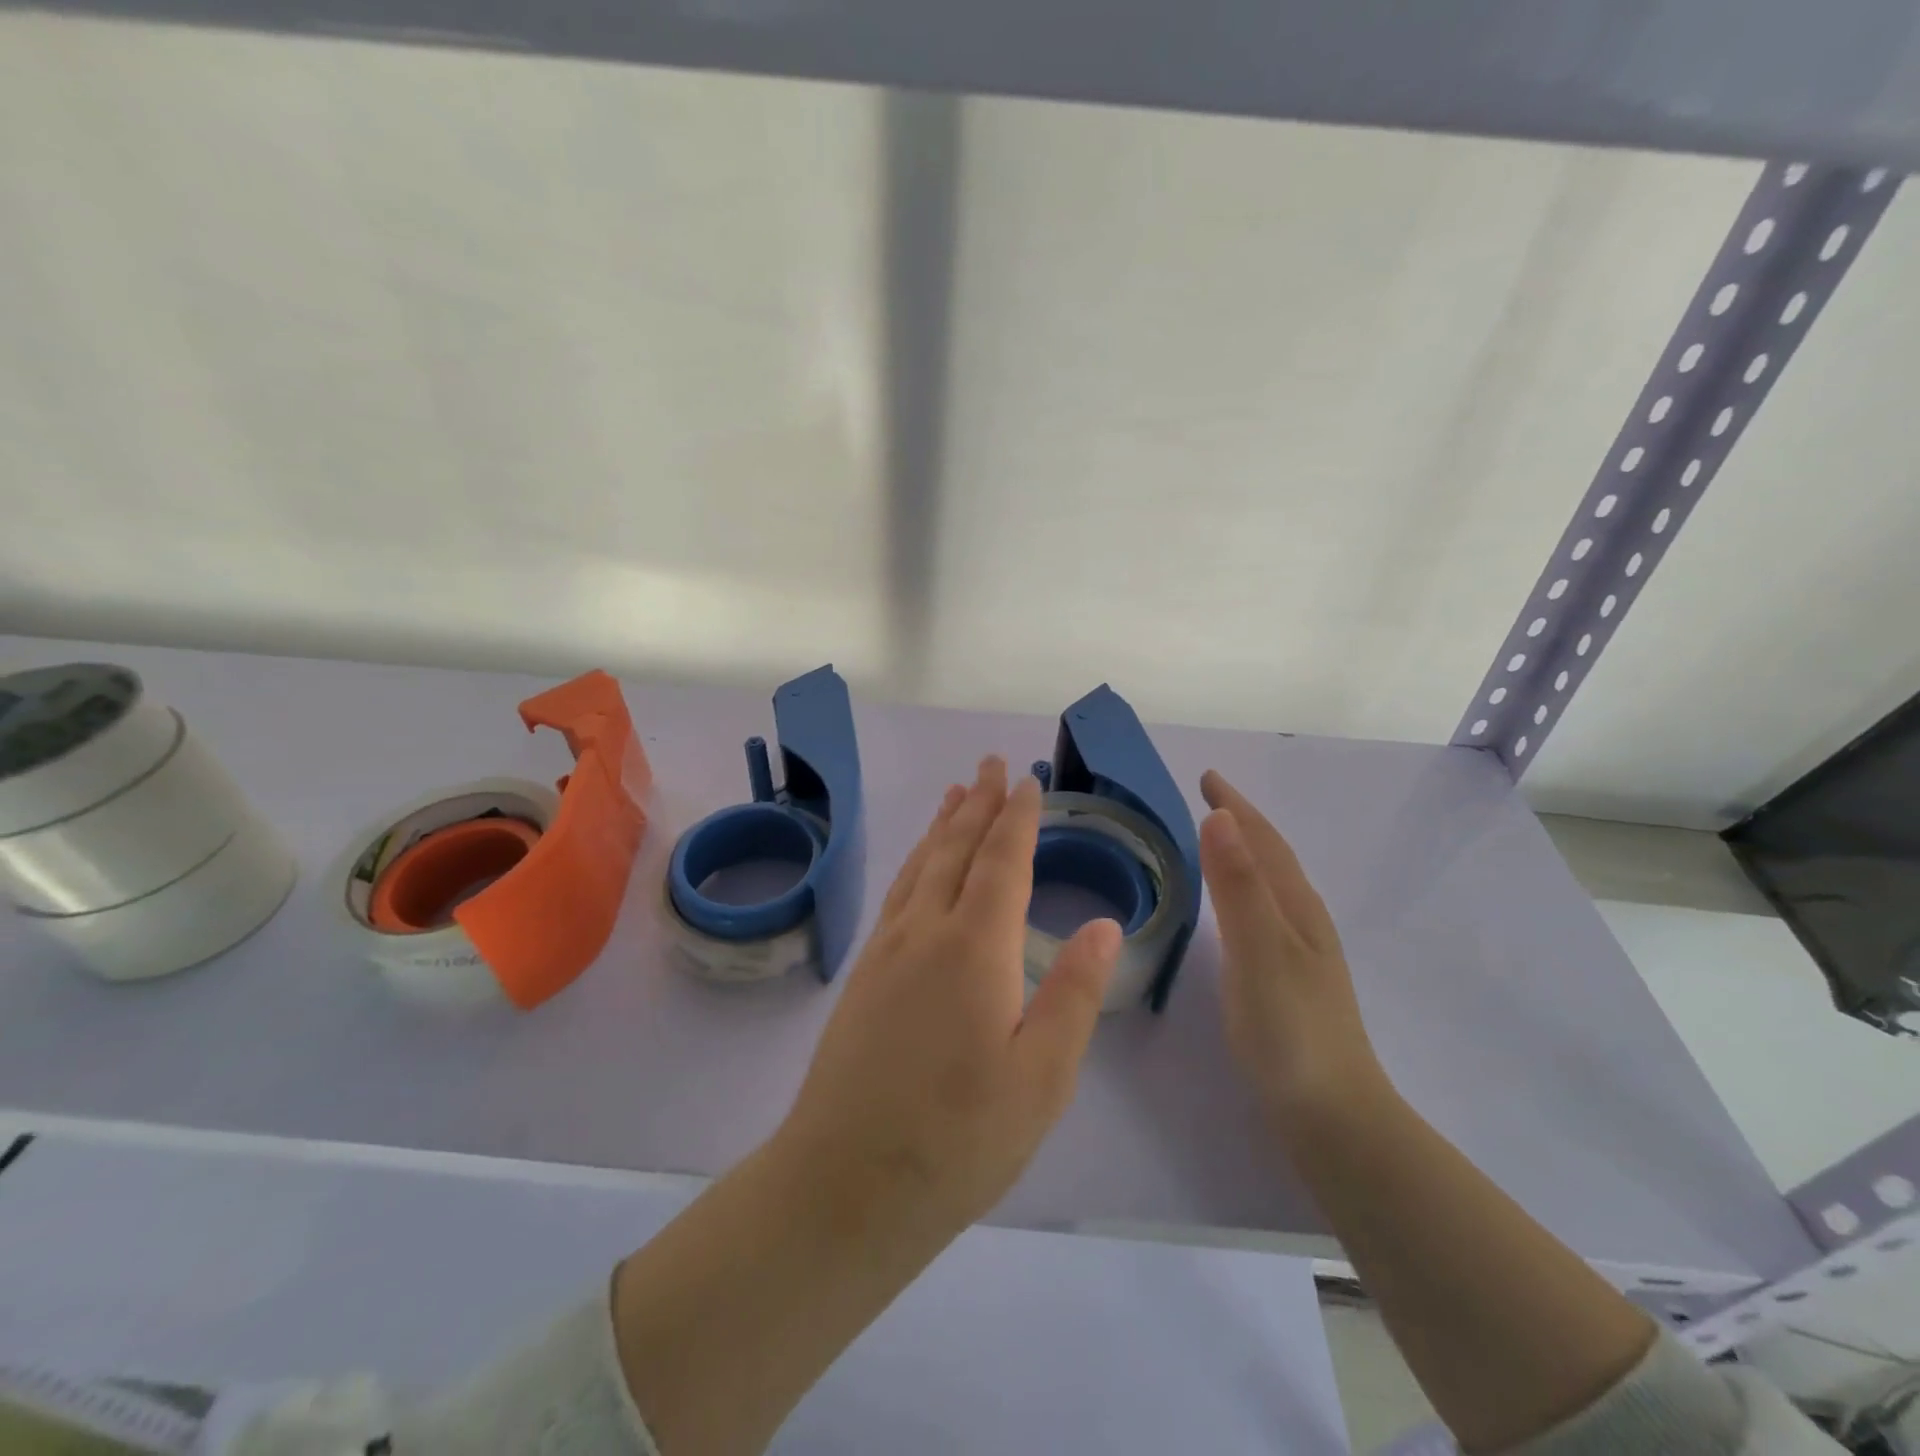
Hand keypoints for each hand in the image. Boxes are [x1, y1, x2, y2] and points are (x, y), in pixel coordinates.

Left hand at [777, 757, 1121, 1228]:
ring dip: (942, 825)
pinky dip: (915, 862)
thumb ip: (1073, 993)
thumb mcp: (1041, 1077)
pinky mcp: (864, 974)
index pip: (1001, 863)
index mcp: (974, 948)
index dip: (1016, 818)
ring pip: (920, 866)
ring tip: (955, 793)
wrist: (846, 1182)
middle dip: (977, 803)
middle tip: (989, 764)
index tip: (1026, 782)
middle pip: (955, 849)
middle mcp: (926, 932)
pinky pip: (897, 894)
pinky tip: (919, 865)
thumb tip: (1104, 924)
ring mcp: (887, 950)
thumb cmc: (959, 1138)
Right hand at [1198, 769, 1384, 1133]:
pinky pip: (1264, 913)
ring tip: (1218, 841)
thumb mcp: (1258, 949)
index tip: (1207, 776)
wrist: (1331, 1115)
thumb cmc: (1288, 1027)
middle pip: (1272, 858)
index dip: (1235, 807)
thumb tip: (1219, 815)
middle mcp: (1303, 922)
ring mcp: (1301, 954)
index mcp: (1295, 908)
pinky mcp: (1291, 981)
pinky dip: (1245, 891)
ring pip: (1271, 886)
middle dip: (1241, 823)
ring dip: (1246, 854)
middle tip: (1208, 799)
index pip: (1264, 842)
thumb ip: (1238, 885)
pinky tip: (1236, 913)